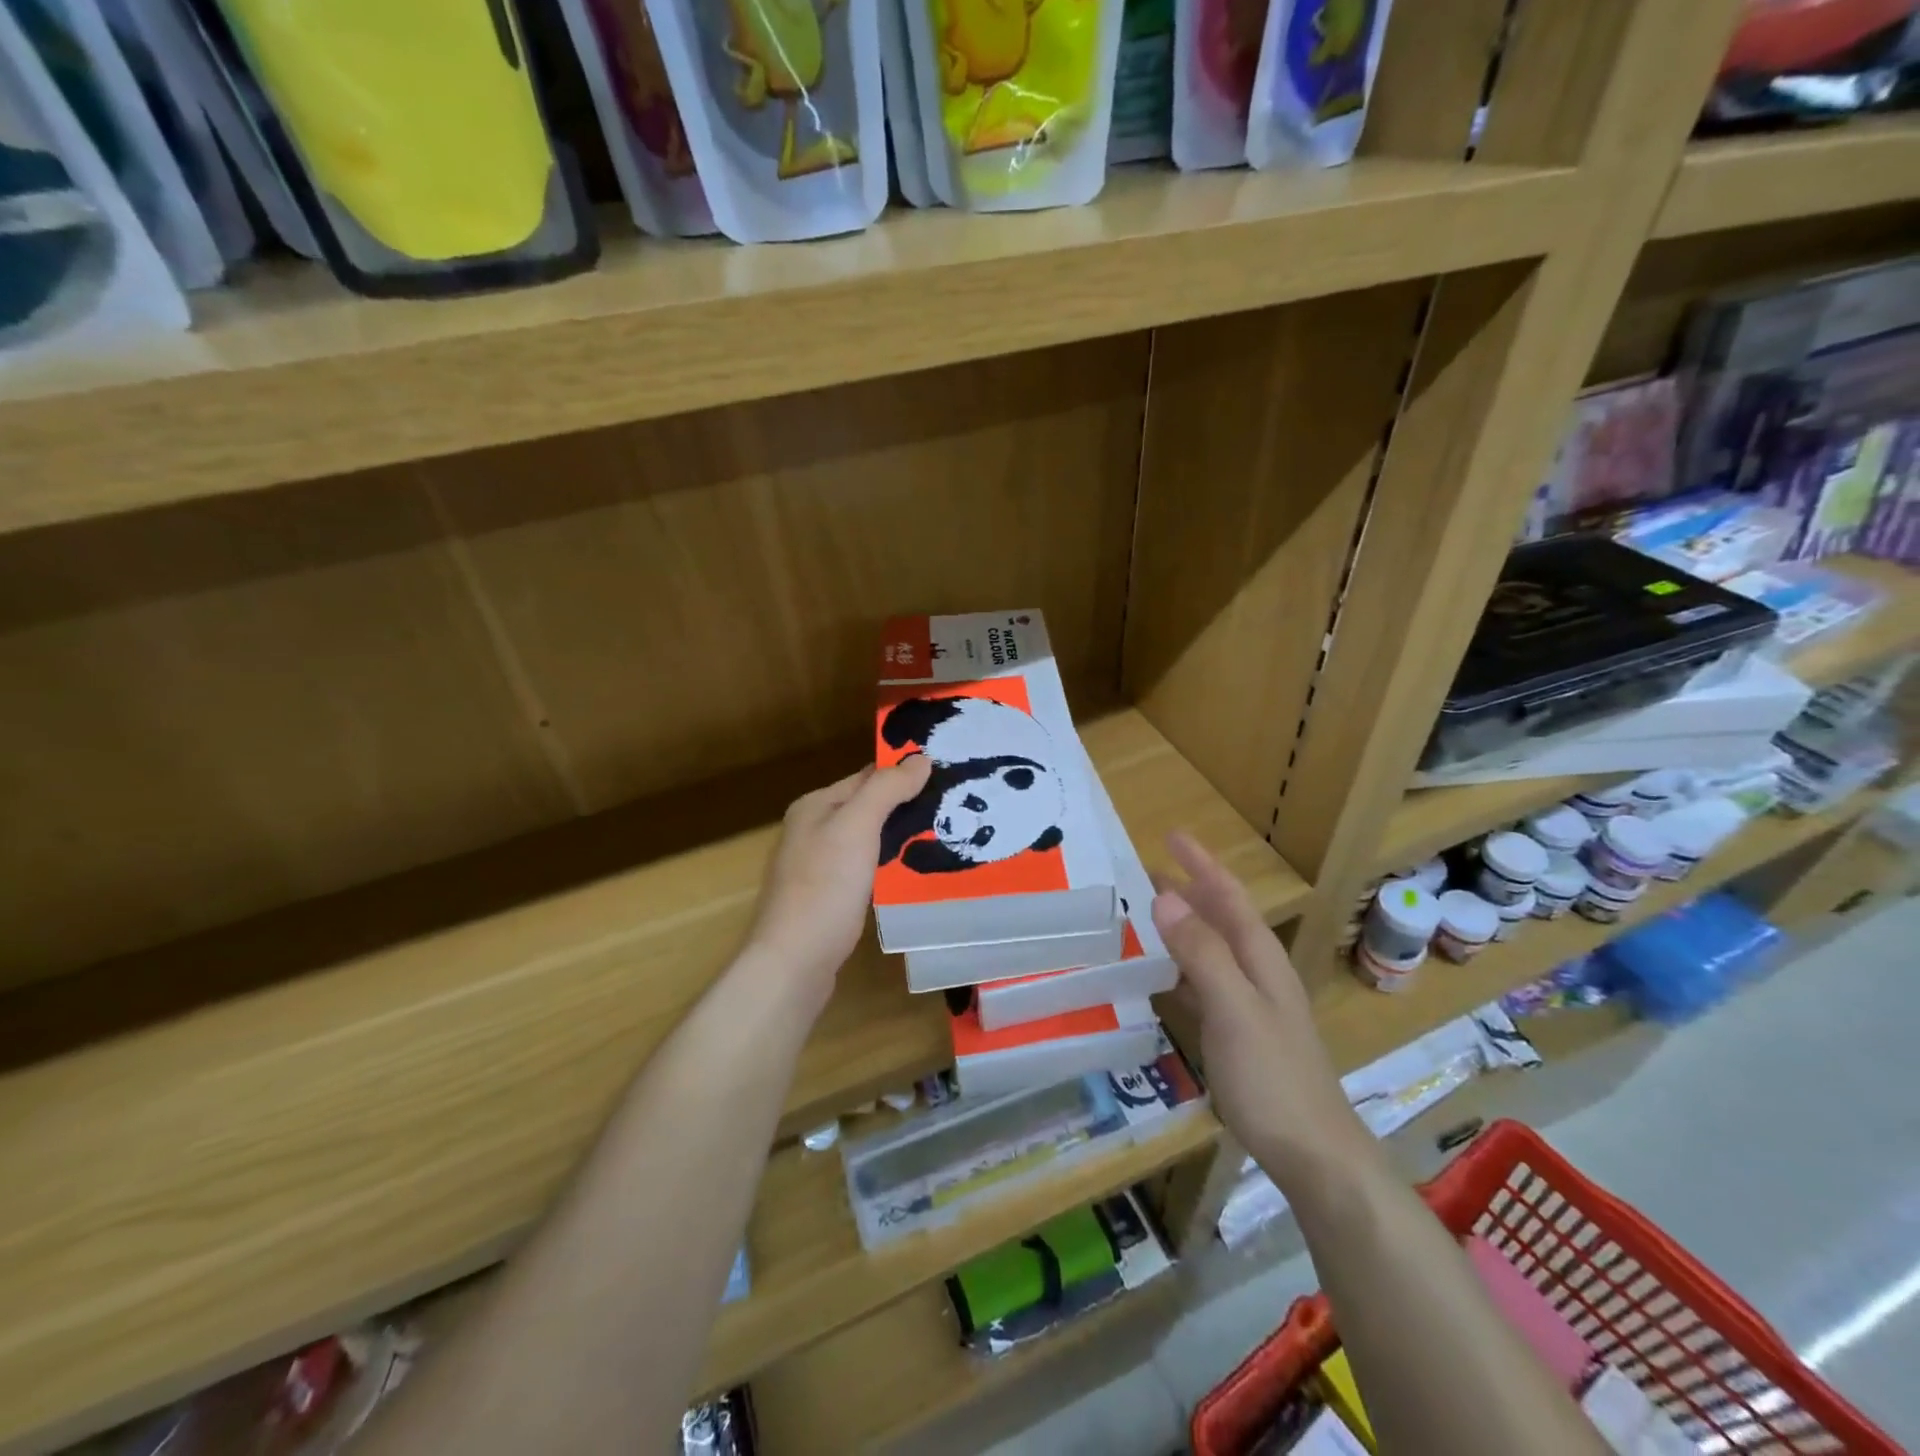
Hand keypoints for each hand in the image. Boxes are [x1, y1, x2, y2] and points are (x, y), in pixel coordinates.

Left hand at [742, 757, 932, 1007]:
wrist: (794, 961)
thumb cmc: (824, 886)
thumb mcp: (856, 827)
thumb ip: (886, 790)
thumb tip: (920, 758)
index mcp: (815, 806)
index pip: (867, 776)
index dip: (904, 772)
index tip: (948, 772)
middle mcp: (814, 830)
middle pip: (869, 807)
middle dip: (908, 805)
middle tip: (956, 805)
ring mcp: (821, 866)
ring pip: (870, 840)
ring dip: (902, 836)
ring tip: (948, 834)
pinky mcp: (831, 898)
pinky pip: (868, 869)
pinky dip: (892, 865)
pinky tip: (919, 871)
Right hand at [1152, 832, 1367, 1185]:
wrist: (1313, 1154)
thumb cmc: (1272, 1076)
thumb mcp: (1232, 1007)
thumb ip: (1201, 951)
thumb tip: (1166, 896)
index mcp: (1261, 959)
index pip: (1229, 897)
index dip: (1202, 864)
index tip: (1171, 836)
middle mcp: (1259, 974)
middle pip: (1222, 918)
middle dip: (1190, 889)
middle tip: (1148, 870)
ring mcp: (1251, 1006)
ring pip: (1213, 950)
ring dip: (1184, 925)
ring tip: (1150, 912)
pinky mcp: (1241, 1035)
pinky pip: (1205, 984)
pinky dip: (1182, 967)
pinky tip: (1163, 976)